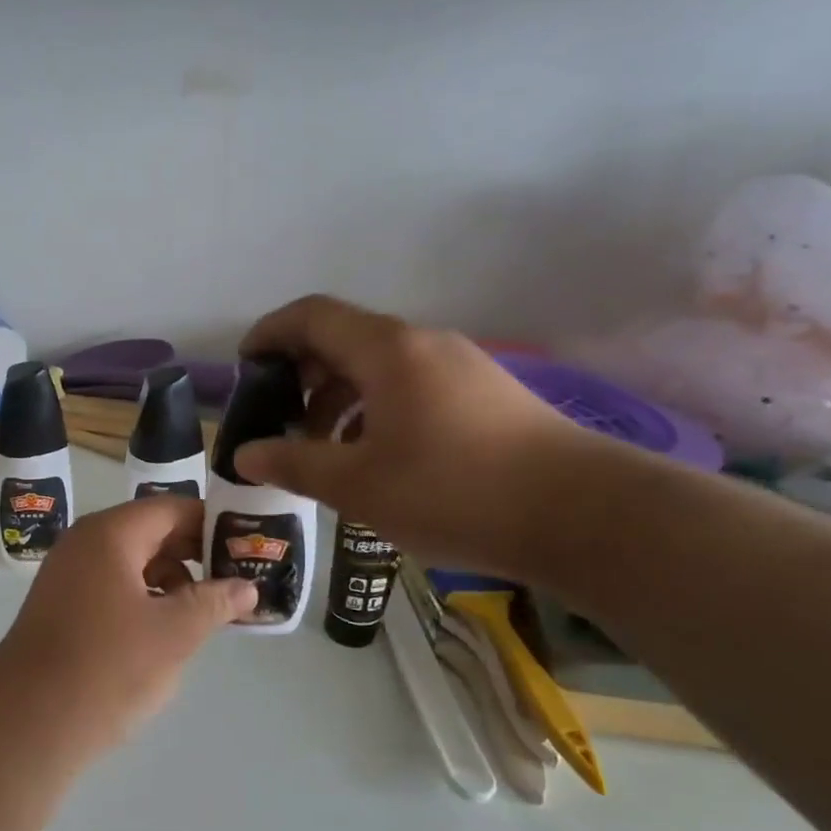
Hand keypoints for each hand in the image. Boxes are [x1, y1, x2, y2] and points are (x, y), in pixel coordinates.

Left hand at [0, 495, 257, 758]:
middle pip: (152, 532)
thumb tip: (248, 587)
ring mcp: (69, 573)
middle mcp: (86, 542)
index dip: (214, 524)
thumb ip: (214, 602)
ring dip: (172, 579)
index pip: (173, 509)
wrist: (26, 722)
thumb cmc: (107, 667)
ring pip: (133, 561)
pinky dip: (145, 597)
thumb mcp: (174, 634)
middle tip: (239, 578)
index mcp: (111, 533)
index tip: (249, 545)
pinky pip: (114, 585)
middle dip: (196, 554)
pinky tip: (167, 629)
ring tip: (209, 611)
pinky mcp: (62, 604)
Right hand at [234, 295, 593, 578]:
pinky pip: (411, 385)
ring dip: (339, 397)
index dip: (269, 333)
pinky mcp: (485, 395)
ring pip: (379, 366)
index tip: (245, 368)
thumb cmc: (454, 491)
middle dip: (302, 374)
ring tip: (324, 448)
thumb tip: (246, 454)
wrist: (584, 515)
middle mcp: (423, 344)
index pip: (311, 316)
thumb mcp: (358, 484)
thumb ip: (294, 463)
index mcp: (386, 350)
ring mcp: (460, 367)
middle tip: (280, 419)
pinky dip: (376, 409)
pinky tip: (377, 457)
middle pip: (344, 338)